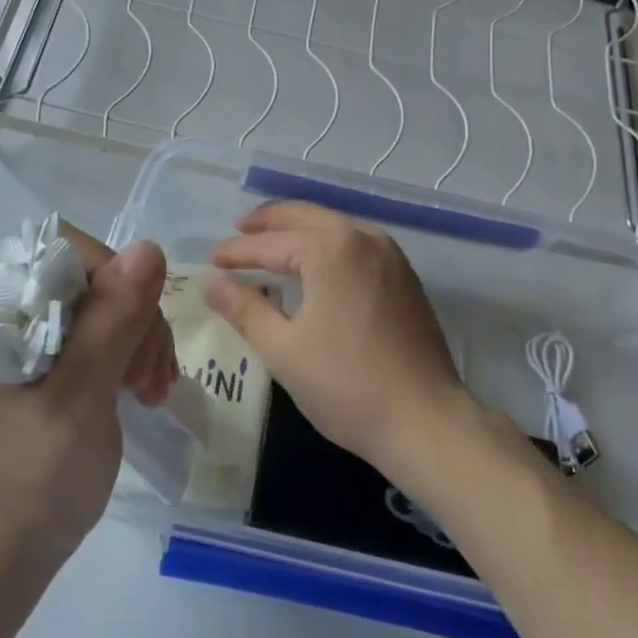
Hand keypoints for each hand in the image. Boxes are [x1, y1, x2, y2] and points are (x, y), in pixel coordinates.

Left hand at [0, 227, 175, 575]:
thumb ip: (111, 323)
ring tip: (149, 390)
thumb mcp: (78, 401)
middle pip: (90, 274)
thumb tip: (150, 248)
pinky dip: (131, 348)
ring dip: (139, 337)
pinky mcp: (43, 350)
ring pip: (105, 297)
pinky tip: (141, 386)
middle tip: (147, 381)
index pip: (63, 253)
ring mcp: (20, 327)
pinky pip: (102, 323)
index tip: (134, 347)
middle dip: (132, 320)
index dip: (113, 287)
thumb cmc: (33, 483)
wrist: (9, 553)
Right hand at [205, 201, 474, 483]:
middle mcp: (363, 238)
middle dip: (268, 222)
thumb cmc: (347, 386)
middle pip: (305, 216)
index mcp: (331, 249)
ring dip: (299, 227)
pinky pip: (356, 241)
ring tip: (270, 240)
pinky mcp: (404, 275)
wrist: (426, 421)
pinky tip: (314, 261)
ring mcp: (390, 254)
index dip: (236, 252)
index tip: (210, 260)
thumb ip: (245, 309)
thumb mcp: (284, 350)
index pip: (270, 243)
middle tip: (238, 231)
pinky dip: (327, 241)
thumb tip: (212, 284)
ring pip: (334, 224)